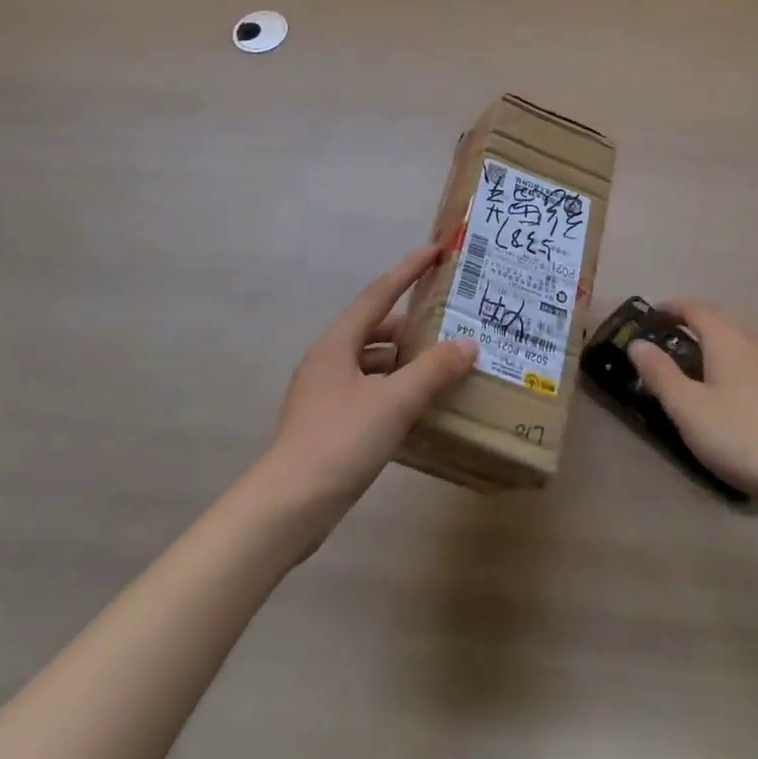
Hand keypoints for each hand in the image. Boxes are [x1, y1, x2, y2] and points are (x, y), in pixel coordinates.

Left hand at [263, 244, 477, 515]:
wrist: (288, 507)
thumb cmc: (341, 441)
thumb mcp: (394, 402)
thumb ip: (433, 370)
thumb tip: (469, 343)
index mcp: (337, 344)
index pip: (379, 294)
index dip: (408, 270)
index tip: (435, 251)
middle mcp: (328, 360)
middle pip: (375, 328)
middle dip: (411, 324)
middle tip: (450, 323)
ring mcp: (324, 393)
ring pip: (372, 363)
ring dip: (404, 361)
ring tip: (442, 365)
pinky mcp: (327, 422)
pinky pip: (368, 391)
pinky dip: (394, 390)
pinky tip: (418, 406)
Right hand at [629, 300, 757, 508]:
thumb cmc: (741, 437)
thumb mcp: (687, 409)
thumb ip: (659, 372)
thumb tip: (638, 343)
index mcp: (728, 337)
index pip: (695, 307)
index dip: (672, 308)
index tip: (653, 315)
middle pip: (723, 319)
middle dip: (696, 322)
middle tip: (673, 339)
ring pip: (746, 340)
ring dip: (722, 342)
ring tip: (705, 364)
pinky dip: (745, 363)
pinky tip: (744, 391)